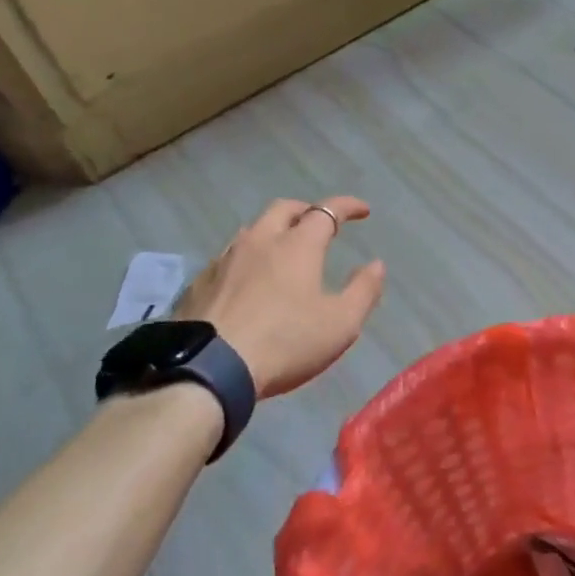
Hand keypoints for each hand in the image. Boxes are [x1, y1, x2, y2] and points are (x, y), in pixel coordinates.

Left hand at [174, 197, 385, 398]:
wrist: (208, 369)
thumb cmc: (285, 343)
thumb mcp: (340, 324)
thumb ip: (363, 291)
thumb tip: (376, 264)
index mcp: (297, 245)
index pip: (327, 211)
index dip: (347, 206)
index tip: (363, 210)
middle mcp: (260, 241)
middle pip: (284, 208)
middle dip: (306, 209)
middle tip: (319, 224)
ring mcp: (224, 260)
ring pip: (252, 230)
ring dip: (273, 231)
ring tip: (282, 250)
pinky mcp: (199, 282)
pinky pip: (228, 258)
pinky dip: (246, 258)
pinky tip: (246, 280)